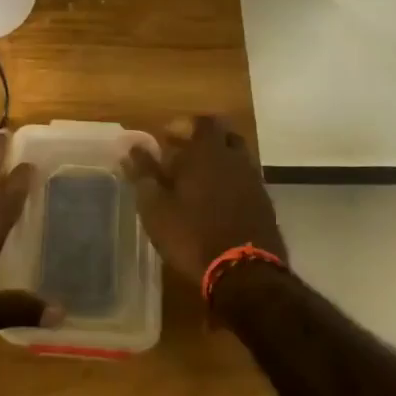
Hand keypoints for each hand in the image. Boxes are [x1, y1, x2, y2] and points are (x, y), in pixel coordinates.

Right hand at [124, 116, 287, 285]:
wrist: (245, 273)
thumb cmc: (192, 235)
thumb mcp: (156, 207)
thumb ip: (143, 174)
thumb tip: (131, 148)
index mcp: (207, 152)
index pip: (201, 122)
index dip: (183, 126)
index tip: (165, 139)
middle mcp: (235, 159)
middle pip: (223, 137)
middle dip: (202, 142)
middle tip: (180, 159)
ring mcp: (253, 182)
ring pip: (236, 160)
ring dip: (217, 164)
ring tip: (195, 185)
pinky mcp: (264, 205)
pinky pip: (245, 182)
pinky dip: (230, 185)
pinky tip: (214, 205)